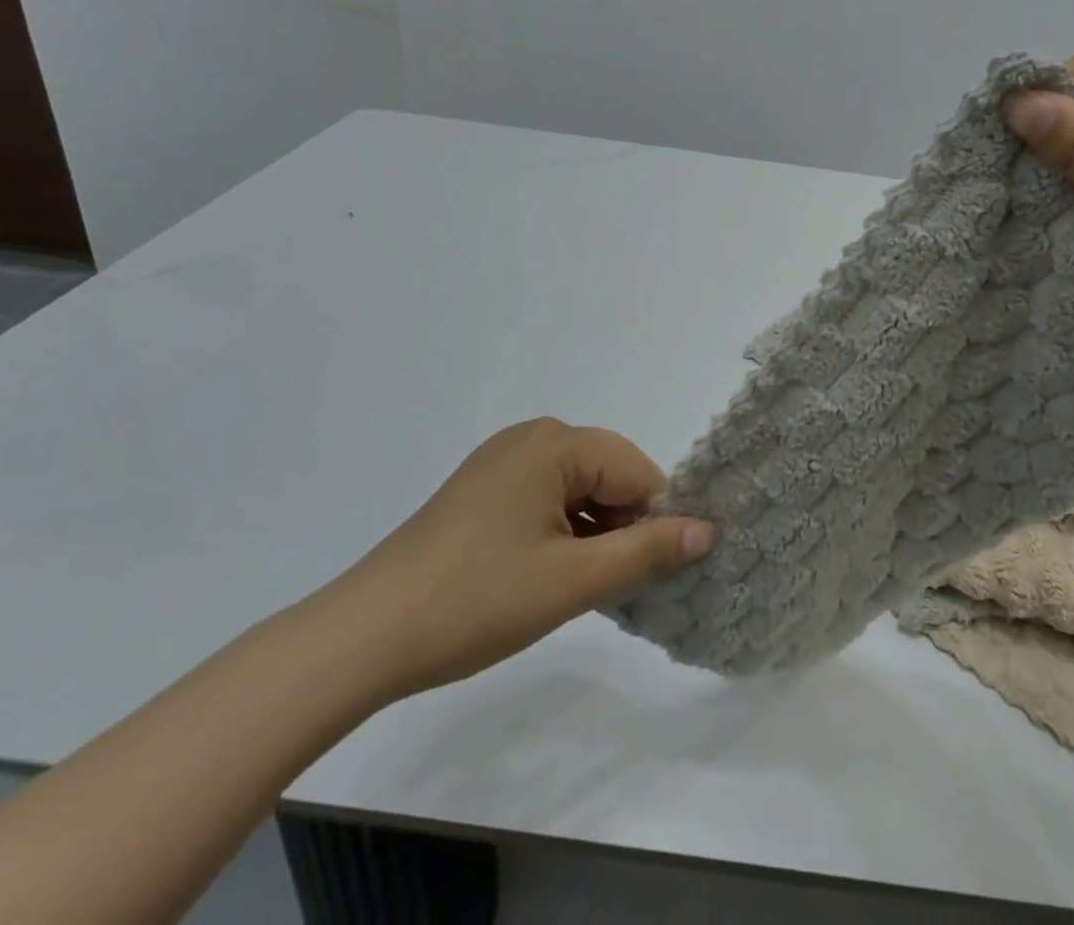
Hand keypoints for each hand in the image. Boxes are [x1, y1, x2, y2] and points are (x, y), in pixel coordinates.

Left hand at [323, 418, 713, 699]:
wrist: (364, 636)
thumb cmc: (476, 600)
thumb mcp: (573, 580)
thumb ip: (647, 551)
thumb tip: (709, 529)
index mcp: (556, 442)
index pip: (637, 470)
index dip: (655, 519)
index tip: (655, 573)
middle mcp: (532, 436)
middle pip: (608, 474)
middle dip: (623, 525)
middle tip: (614, 587)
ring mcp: (502, 460)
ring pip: (578, 488)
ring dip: (593, 532)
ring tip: (580, 587)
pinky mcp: (483, 488)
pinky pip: (546, 497)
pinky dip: (562, 531)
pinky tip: (548, 575)